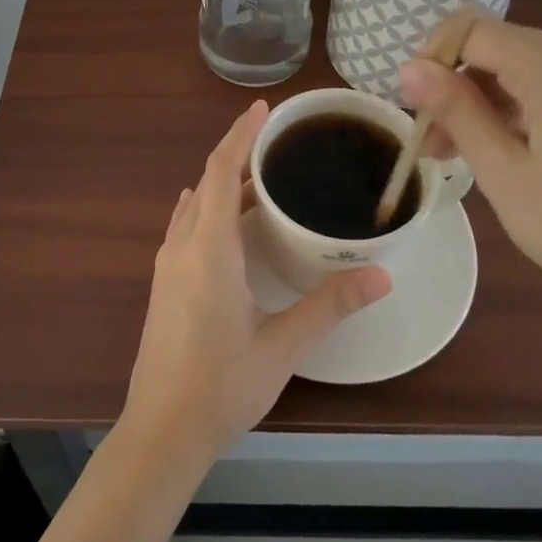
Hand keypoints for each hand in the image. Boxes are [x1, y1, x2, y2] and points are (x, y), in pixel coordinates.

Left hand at [120, 100, 391, 465]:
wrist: (161, 432)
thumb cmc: (221, 386)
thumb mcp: (282, 346)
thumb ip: (330, 306)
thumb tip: (380, 276)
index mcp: (209, 249)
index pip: (222, 172)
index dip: (241, 135)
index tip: (263, 109)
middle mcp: (183, 246)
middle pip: (209, 182)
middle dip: (239, 154)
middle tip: (278, 141)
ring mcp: (169, 264)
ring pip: (197, 205)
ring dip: (225, 183)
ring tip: (263, 176)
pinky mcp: (166, 282)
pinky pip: (188, 225)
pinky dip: (210, 207)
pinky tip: (227, 218)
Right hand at [398, 18, 541, 328]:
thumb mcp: (505, 173)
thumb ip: (456, 111)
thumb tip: (408, 67)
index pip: (468, 30)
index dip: (431, 61)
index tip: (413, 110)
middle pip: (495, 48)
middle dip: (454, 88)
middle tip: (431, 146)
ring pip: (521, 69)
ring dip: (484, 103)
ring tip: (459, 156)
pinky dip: (519, 110)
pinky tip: (507, 152)